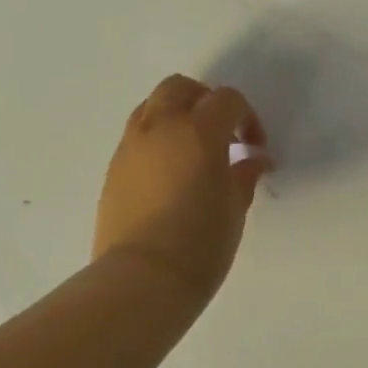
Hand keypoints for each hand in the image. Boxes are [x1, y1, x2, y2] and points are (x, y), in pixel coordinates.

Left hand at [93, 75, 270, 303]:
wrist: (142, 279)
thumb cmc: (200, 244)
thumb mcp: (234, 208)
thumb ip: (244, 175)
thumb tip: (253, 160)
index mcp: (198, 132)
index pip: (227, 100)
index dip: (247, 118)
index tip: (254, 148)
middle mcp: (160, 127)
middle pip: (180, 88)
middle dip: (205, 101)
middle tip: (222, 134)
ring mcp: (130, 146)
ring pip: (152, 107)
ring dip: (176, 116)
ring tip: (192, 151)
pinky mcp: (113, 168)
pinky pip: (136, 136)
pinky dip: (156, 140)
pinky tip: (169, 174)